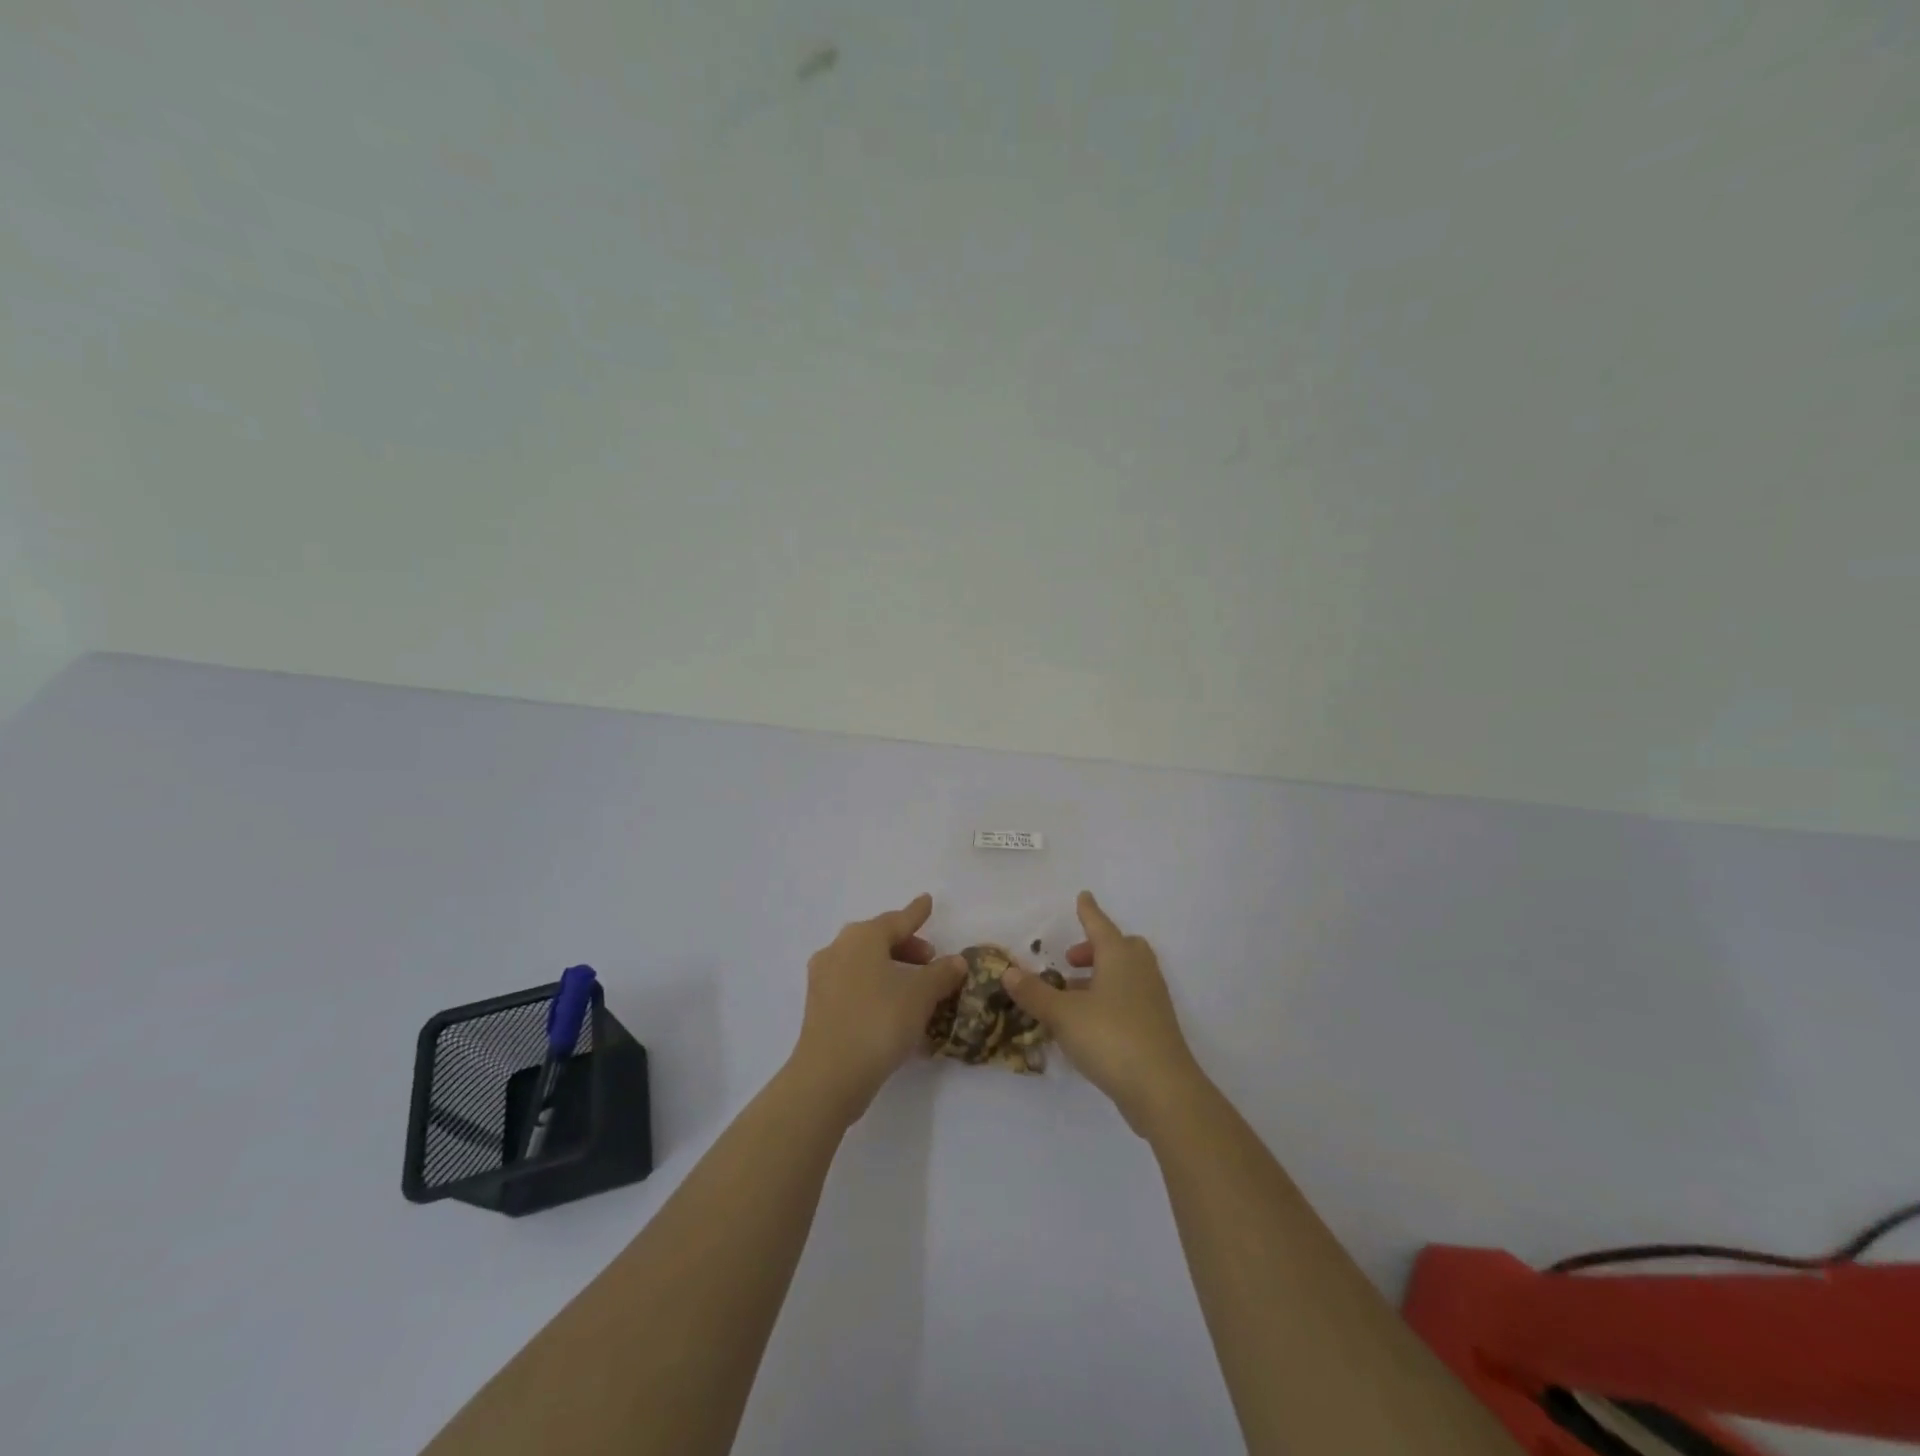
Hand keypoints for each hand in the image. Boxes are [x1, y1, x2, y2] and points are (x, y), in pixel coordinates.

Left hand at [787, 893, 965, 1126]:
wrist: (829, 1075)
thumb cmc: (879, 1021)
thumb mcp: (921, 995)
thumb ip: (941, 974)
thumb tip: (956, 961)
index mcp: (862, 937)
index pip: (897, 920)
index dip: (916, 913)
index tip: (928, 901)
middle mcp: (838, 949)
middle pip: (877, 939)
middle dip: (905, 946)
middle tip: (929, 959)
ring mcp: (823, 978)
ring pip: (863, 962)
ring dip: (890, 968)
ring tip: (913, 986)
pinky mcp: (818, 1006)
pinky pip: (853, 984)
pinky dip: (874, 986)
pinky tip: (891, 1008)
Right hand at [1002, 891, 1203, 1135]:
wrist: (1163, 1090)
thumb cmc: (1110, 1037)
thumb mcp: (1063, 1014)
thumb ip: (1034, 993)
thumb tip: (1008, 971)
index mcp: (1119, 957)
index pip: (1099, 924)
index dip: (1088, 911)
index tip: (1083, 896)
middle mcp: (1139, 971)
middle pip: (1121, 947)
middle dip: (1096, 947)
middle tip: (1071, 960)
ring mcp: (1152, 999)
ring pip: (1126, 974)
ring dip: (1101, 976)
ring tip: (1071, 993)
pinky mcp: (1156, 1026)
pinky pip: (1130, 998)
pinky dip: (1110, 998)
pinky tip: (1088, 1022)